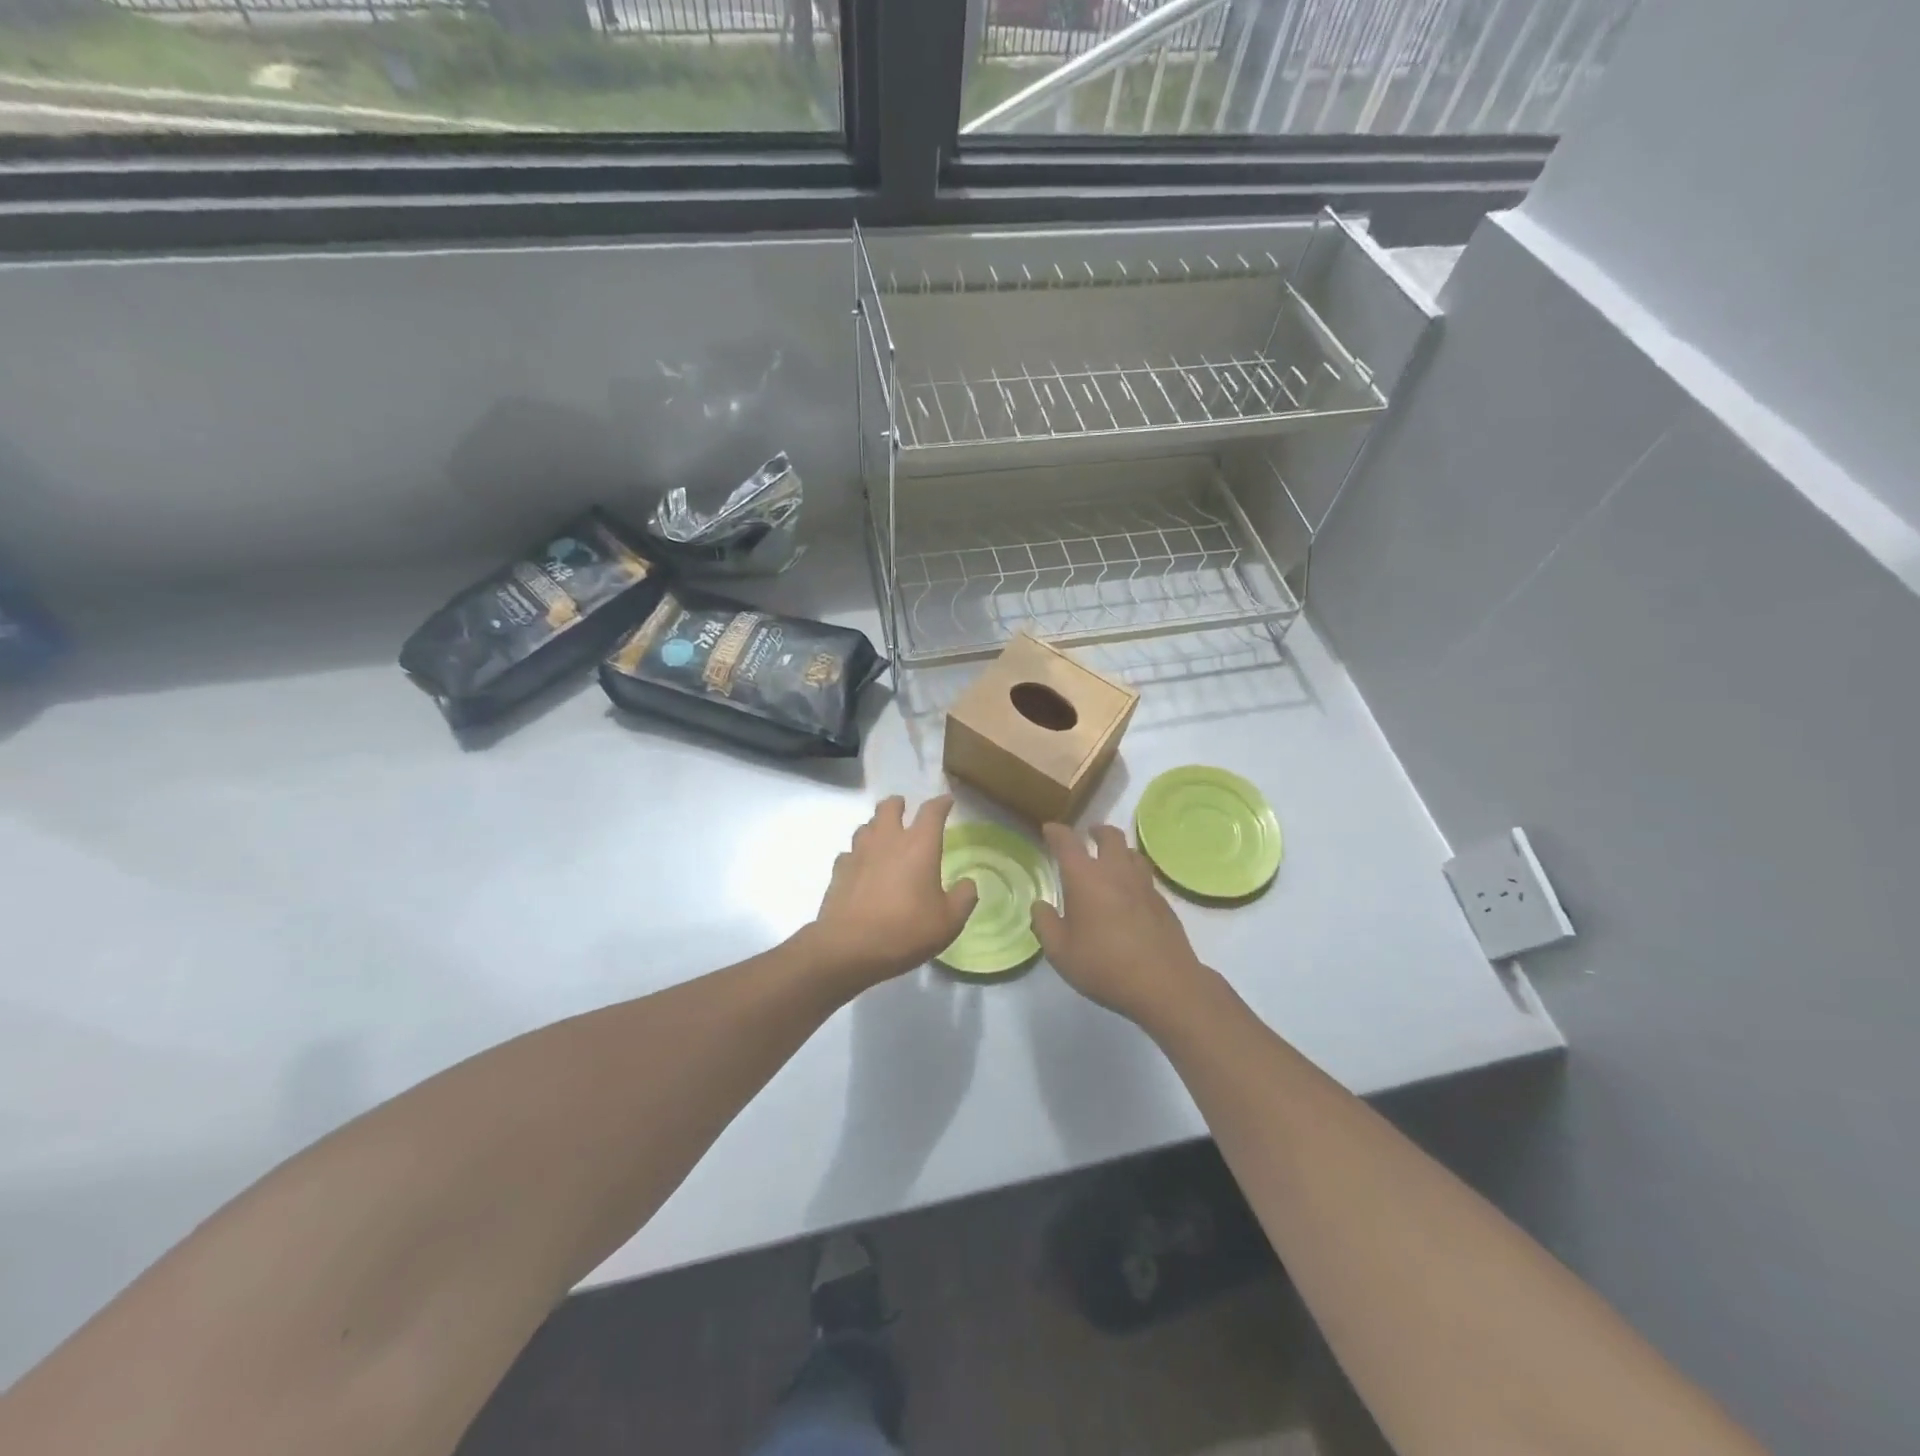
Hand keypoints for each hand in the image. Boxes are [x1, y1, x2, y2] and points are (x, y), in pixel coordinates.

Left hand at [801, 795, 978, 993]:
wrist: (849, 948)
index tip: (946, 801)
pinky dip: (857, 855)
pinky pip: (849, 853)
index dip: (941, 803)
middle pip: (889, 807)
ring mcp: (859, 853)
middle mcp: (888, 840)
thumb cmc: (906, 930)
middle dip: (898, 804)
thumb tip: (968, 883)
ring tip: (883, 837)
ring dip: (876, 826)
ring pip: (866, 826)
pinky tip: (861, 867)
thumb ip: (964, 898)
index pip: (932, 811)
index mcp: (919, 845)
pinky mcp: (839, 871)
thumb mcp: (949, 921)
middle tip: (904, 809)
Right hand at [1032, 823, 1211, 1025]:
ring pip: (1132, 853)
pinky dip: (1134, 874)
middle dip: (1096, 831)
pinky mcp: (1162, 902)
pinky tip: (1130, 893)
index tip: (1050, 830)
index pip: (1068, 842)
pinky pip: (1145, 876)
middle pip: (1109, 836)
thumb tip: (1040, 905)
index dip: (1056, 833)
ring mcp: (1143, 885)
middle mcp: (1116, 872)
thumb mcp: (1060, 952)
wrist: (1164, 984)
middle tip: (1089, 835)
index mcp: (1085, 877)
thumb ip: (1045, 924)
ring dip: (1119, 850)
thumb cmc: (1104, 966)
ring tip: (1111, 860)